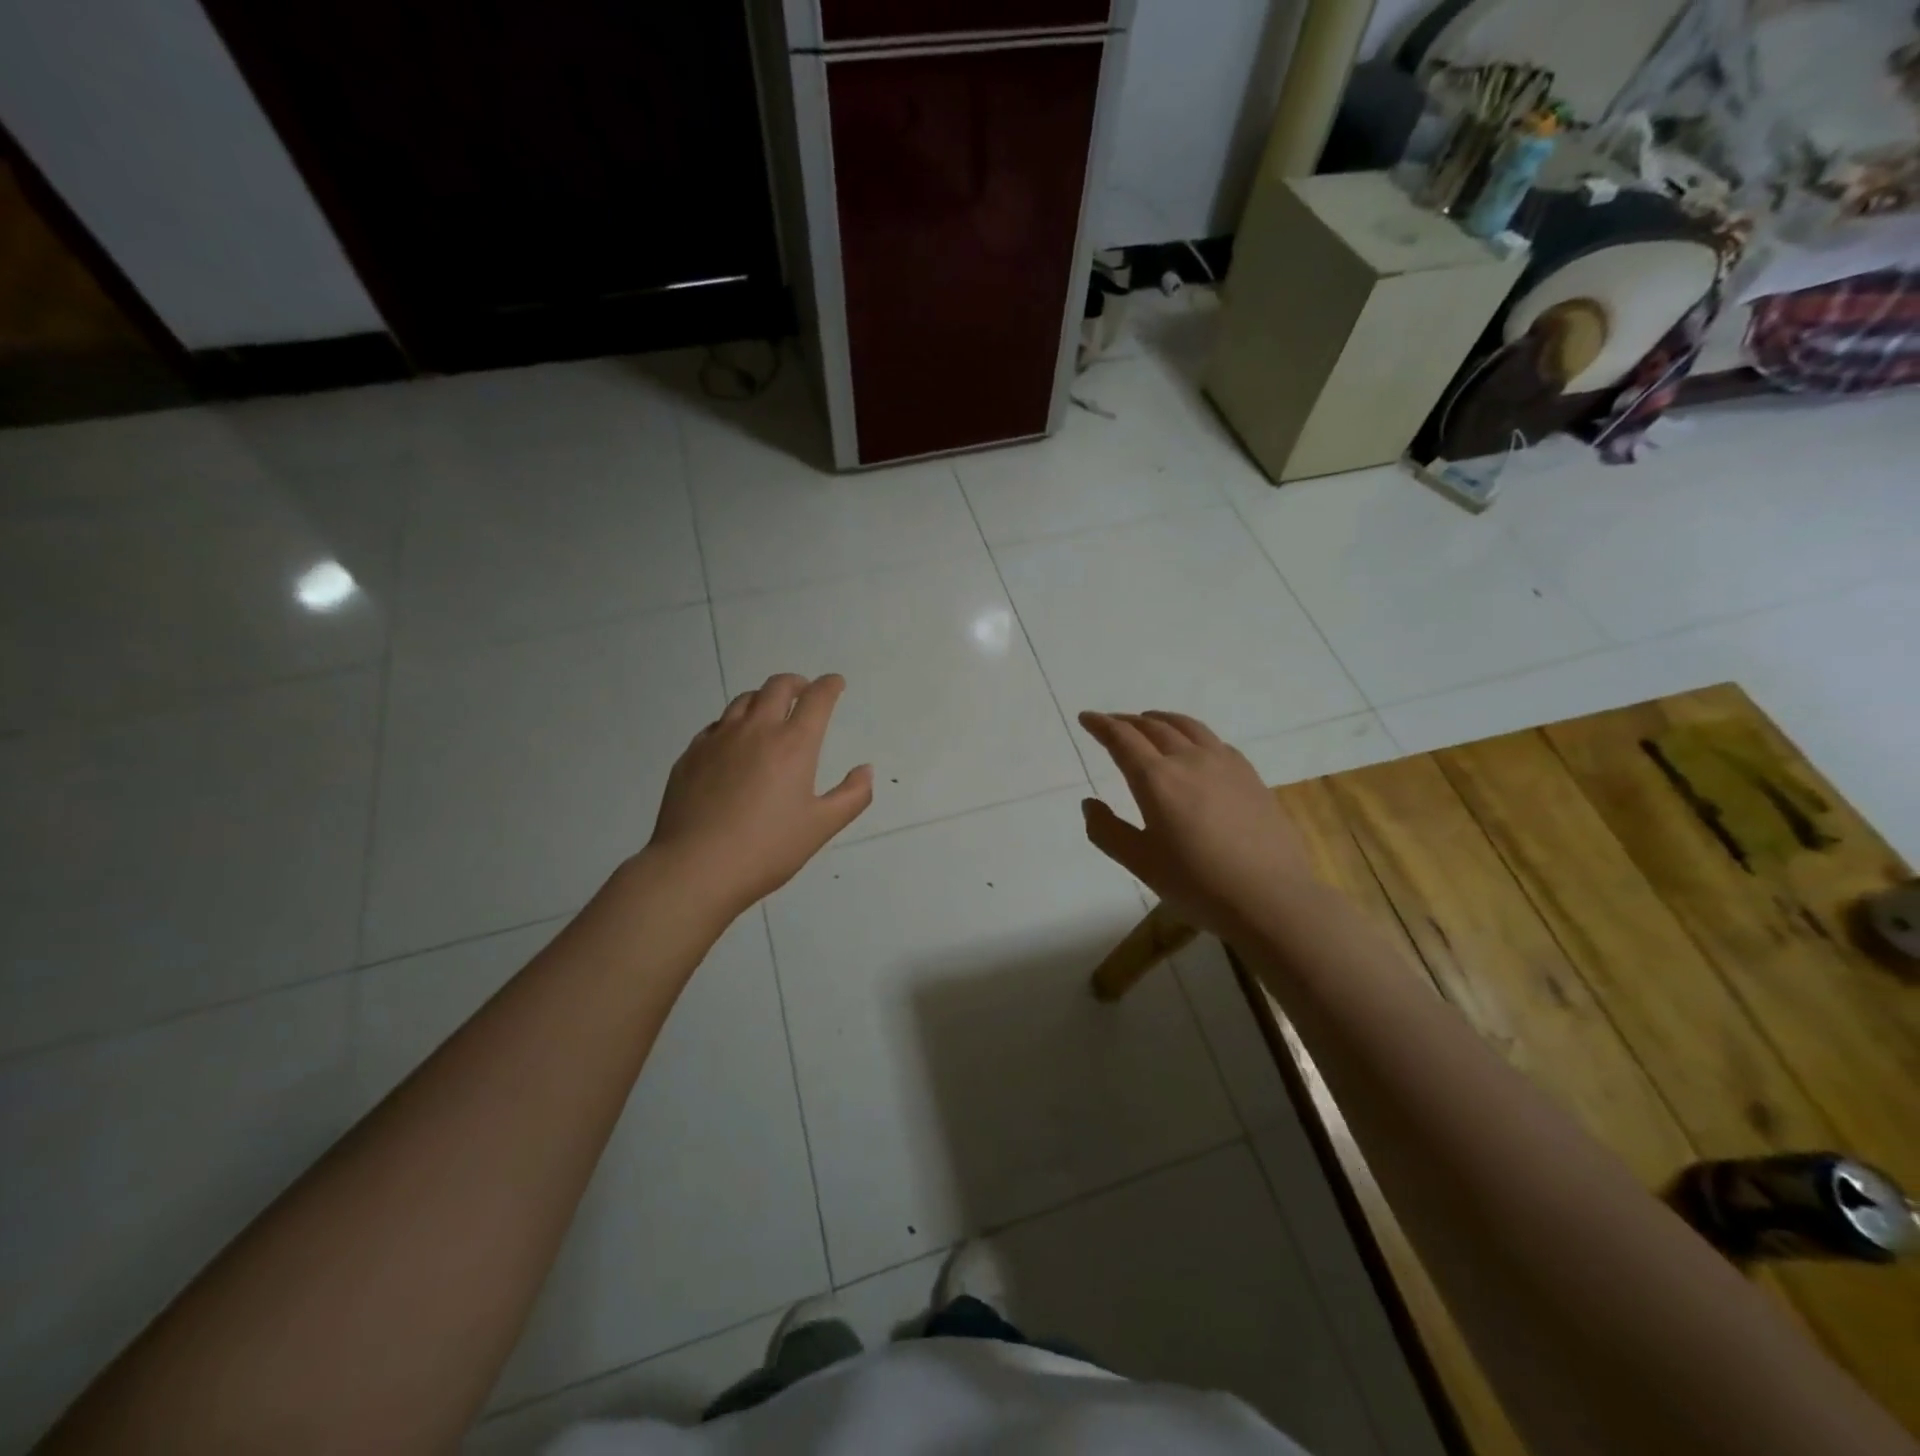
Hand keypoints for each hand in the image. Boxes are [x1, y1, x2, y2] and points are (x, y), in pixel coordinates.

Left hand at [645, 673, 871, 917]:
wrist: (695, 868)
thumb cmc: (767, 849)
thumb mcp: (821, 827)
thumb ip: (852, 796)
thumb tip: (865, 770)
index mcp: (793, 744)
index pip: (816, 698)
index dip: (829, 686)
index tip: (835, 684)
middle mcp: (756, 730)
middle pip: (777, 687)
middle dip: (796, 683)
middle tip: (804, 693)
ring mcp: (718, 740)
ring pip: (743, 701)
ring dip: (763, 699)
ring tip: (769, 713)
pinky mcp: (691, 755)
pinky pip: (716, 726)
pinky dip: (733, 723)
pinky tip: (733, 744)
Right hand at [1079, 710, 1312, 940]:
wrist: (1270, 897)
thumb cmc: (1198, 884)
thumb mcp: (1140, 863)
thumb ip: (1107, 831)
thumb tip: (1089, 803)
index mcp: (1157, 780)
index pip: (1122, 739)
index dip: (1101, 725)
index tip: (1086, 717)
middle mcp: (1189, 760)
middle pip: (1153, 727)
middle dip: (1127, 721)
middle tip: (1112, 723)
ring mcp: (1224, 764)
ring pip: (1187, 727)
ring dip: (1161, 719)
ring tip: (1149, 720)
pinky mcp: (1249, 775)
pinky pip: (1213, 740)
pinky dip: (1191, 733)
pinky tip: (1194, 747)